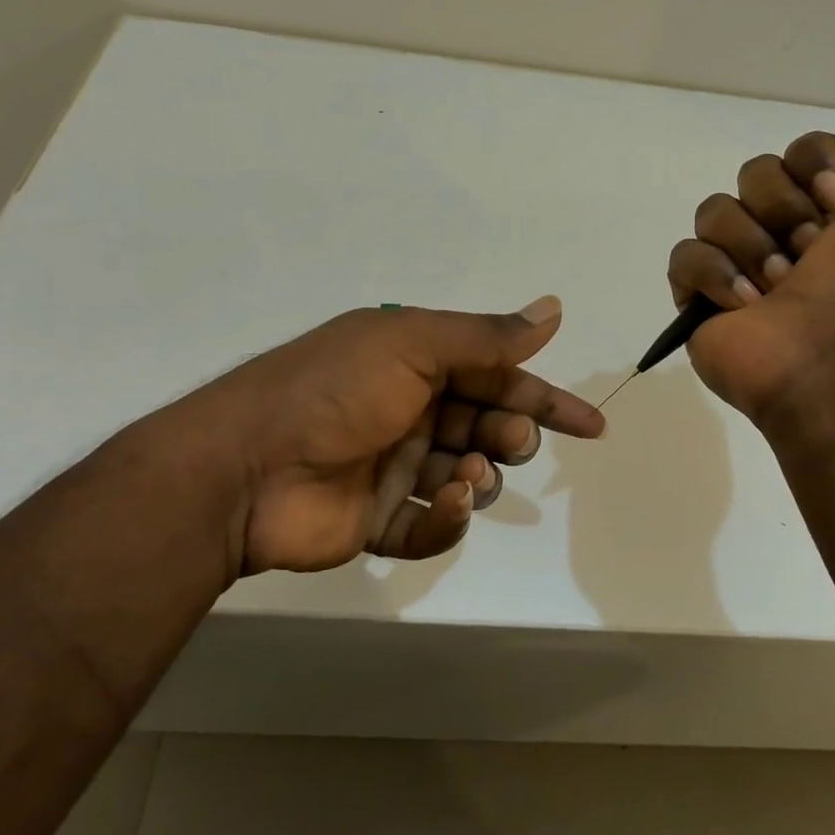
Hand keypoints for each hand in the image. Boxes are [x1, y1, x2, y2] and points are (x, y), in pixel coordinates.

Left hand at [143, 296, 603, 579]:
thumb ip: (486, 336)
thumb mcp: (412, 344)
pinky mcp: (377, 519)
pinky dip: (446, 520)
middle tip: (509, 444)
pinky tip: (442, 506)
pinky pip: (430, 525)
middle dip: (510, 436)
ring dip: (480, 475)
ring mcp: (393, 466)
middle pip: (485, 426)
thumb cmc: (336, 391)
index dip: (545, 398)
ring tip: (467, 476)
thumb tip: (554, 309)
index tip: (590, 425)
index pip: (496, 375)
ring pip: (465, 475)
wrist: (244, 469)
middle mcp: (409, 410)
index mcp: (416, 363)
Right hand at [667, 100, 834, 420]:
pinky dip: (714, 275)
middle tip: (810, 253)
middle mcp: (781, 230)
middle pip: (754, 173)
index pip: (800, 150)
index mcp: (829, 210)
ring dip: (752, 246)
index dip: (813, 163)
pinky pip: (685, 256)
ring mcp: (736, 262)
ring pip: (715, 211)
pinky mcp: (698, 295)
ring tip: (777, 288)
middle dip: (783, 209)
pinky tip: (743, 304)